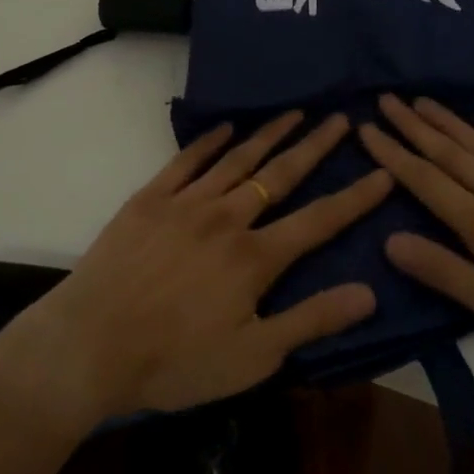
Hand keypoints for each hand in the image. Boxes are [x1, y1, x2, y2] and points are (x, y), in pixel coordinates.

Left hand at [21, 111, 390, 420]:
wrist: (90, 345)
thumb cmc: (174, 361)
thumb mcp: (252, 357)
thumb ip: (311, 321)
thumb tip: (369, 292)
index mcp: (255, 257)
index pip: (319, 220)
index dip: (355, 197)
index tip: (383, 171)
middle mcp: (227, 218)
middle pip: (280, 175)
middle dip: (315, 146)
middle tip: (341, 118)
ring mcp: (186, 203)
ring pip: (238, 160)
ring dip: (270, 134)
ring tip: (296, 111)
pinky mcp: (150, 199)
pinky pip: (186, 161)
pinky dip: (209, 141)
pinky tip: (226, 127)